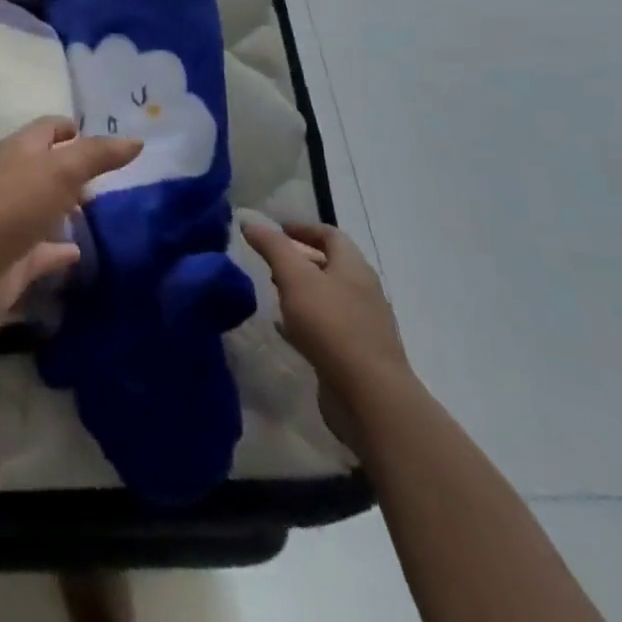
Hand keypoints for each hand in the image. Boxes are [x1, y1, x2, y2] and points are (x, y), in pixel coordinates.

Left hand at [0, 118, 139, 326]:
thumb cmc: (13, 204)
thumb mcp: (61, 170)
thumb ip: (97, 155)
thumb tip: (136, 140)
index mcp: (19, 150)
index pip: (46, 129)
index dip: (68, 127)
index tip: (94, 133)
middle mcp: (13, 180)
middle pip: (45, 167)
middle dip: (70, 168)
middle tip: (105, 175)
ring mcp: (12, 220)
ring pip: (43, 207)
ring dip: (64, 207)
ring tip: (97, 210)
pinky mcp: (14, 258)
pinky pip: (43, 250)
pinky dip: (59, 249)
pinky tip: (78, 253)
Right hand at [242, 219, 410, 449]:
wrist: (371, 398)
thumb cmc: (332, 326)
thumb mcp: (295, 278)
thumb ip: (272, 247)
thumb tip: (250, 222)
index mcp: (354, 268)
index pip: (330, 235)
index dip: (303, 228)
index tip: (275, 230)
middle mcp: (363, 292)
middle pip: (330, 266)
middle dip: (299, 260)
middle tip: (269, 262)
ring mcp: (362, 327)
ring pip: (327, 298)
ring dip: (301, 291)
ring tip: (273, 293)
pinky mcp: (356, 356)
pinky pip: (327, 328)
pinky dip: (304, 322)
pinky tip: (284, 329)